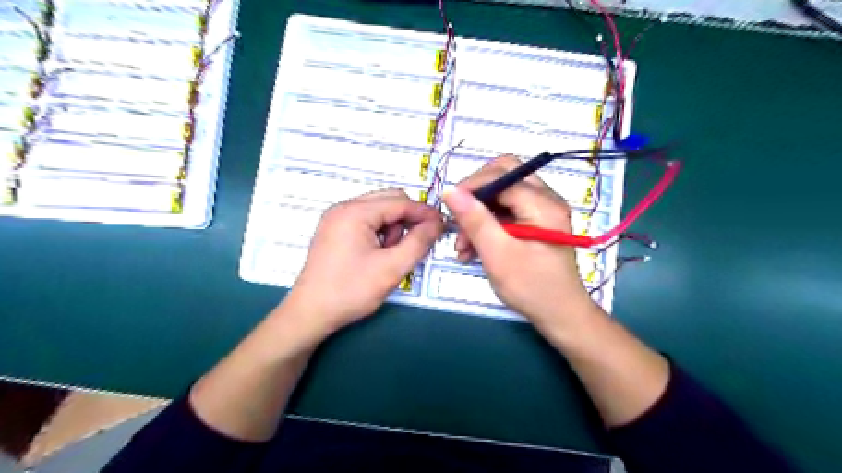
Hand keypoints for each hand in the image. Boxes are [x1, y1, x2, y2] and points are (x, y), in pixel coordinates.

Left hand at [283, 187, 442, 335]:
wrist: (310, 314)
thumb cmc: (351, 291)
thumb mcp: (391, 268)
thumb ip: (418, 242)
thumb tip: (437, 223)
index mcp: (355, 212)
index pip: (399, 202)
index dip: (424, 212)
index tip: (443, 225)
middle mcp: (343, 208)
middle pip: (388, 200)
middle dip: (407, 219)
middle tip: (418, 242)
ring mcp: (336, 218)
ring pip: (378, 210)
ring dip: (393, 227)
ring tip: (391, 255)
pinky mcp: (334, 230)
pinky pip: (365, 221)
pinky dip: (379, 233)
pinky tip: (378, 254)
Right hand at [443, 155, 594, 329]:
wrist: (561, 316)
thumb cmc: (532, 287)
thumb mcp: (498, 254)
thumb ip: (475, 220)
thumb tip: (450, 191)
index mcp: (543, 203)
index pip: (502, 175)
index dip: (472, 186)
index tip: (449, 206)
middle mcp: (546, 199)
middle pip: (504, 177)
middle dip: (476, 196)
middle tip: (458, 219)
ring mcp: (542, 211)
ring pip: (502, 196)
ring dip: (479, 214)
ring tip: (462, 246)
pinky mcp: (536, 223)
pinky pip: (507, 212)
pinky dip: (488, 225)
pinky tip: (473, 248)